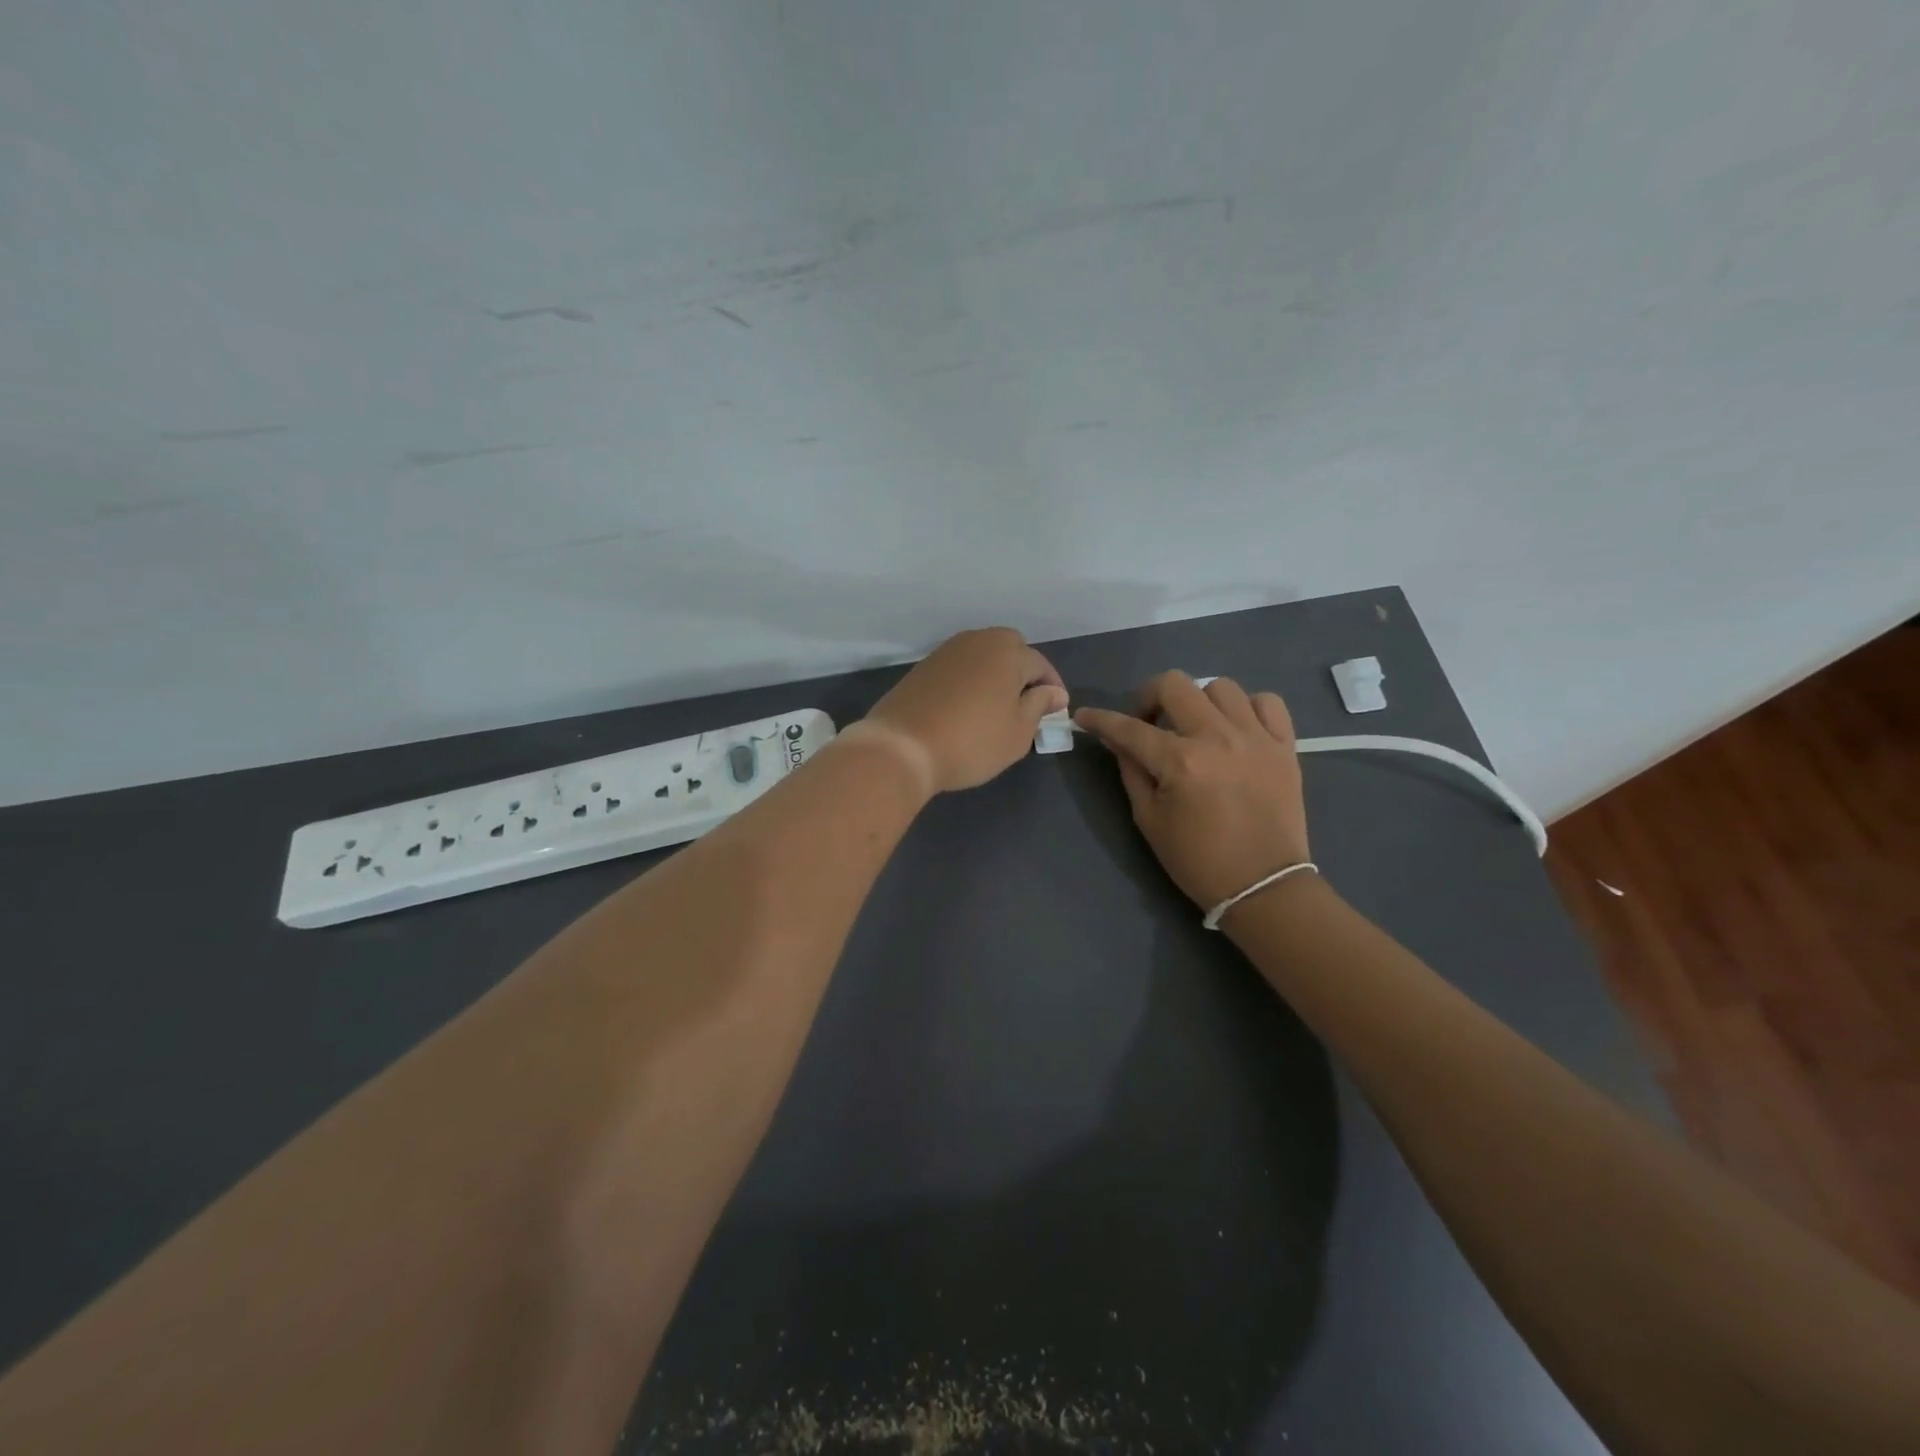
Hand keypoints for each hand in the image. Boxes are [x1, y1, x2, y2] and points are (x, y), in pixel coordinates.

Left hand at [860, 628, 1067, 795]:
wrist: (902, 747)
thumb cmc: (972, 742)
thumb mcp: (1018, 732)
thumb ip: (1039, 706)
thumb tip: (1053, 692)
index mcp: (1008, 652)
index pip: (1040, 665)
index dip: (1052, 688)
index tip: (1056, 712)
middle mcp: (978, 640)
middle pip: (1010, 649)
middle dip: (1023, 672)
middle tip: (1026, 705)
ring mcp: (947, 651)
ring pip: (982, 656)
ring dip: (995, 674)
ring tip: (997, 707)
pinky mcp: (923, 666)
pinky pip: (959, 667)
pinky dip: (970, 681)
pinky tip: (967, 707)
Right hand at [1074, 673, 1310, 911]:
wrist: (1263, 886)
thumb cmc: (1197, 860)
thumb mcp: (1149, 820)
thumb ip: (1131, 771)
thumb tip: (1118, 741)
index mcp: (1180, 761)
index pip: (1129, 728)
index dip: (1100, 719)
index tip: (1085, 716)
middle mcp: (1218, 738)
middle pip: (1174, 685)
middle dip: (1148, 697)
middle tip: (1147, 723)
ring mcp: (1256, 738)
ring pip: (1221, 687)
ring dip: (1198, 702)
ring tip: (1195, 727)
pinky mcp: (1285, 746)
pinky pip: (1267, 703)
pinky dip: (1247, 708)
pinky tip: (1236, 728)